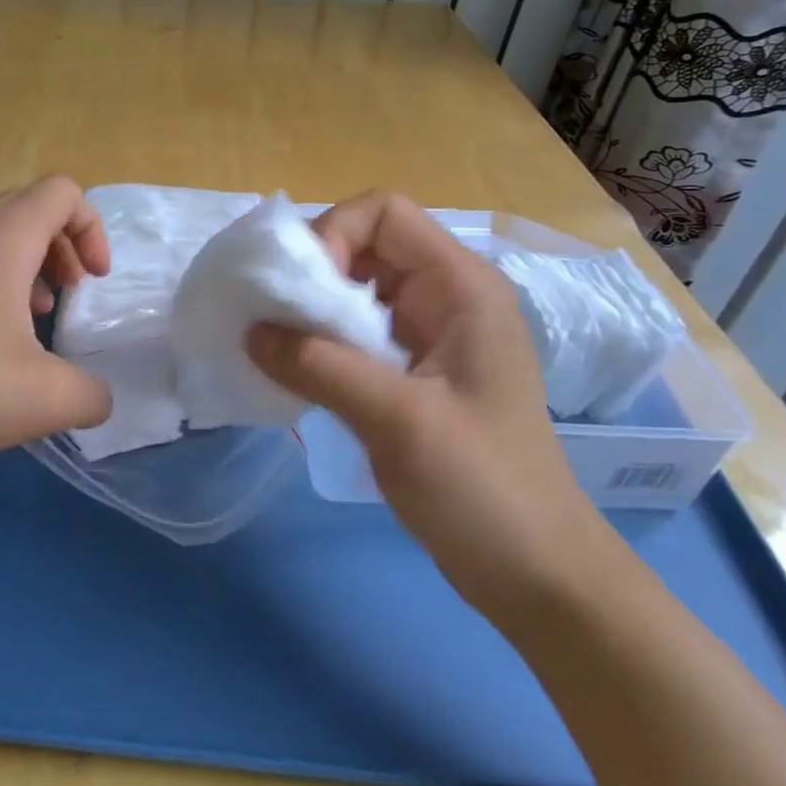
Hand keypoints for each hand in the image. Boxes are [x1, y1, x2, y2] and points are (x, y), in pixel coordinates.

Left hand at [0, 177, 114, 484]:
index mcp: (4, 239)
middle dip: (63, 244)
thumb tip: (97, 400)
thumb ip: (89, 397)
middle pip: (29, 206)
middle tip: (70, 291)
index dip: (92, 229)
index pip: (62, 193)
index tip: (93, 281)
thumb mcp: (41, 399)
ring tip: (33, 318)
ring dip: (27, 264)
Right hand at [245, 191, 614, 627]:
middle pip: (362, 244)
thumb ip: (319, 366)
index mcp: (460, 285)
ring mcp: (427, 331)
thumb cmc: (484, 488)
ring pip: (351, 288)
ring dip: (308, 308)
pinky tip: (293, 369)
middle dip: (311, 272)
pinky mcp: (409, 368)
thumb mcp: (399, 420)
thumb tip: (250, 330)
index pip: (383, 212)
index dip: (333, 234)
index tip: (300, 293)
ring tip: (273, 343)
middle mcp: (443, 294)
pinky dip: (317, 339)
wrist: (536, 573)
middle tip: (272, 319)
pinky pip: (352, 330)